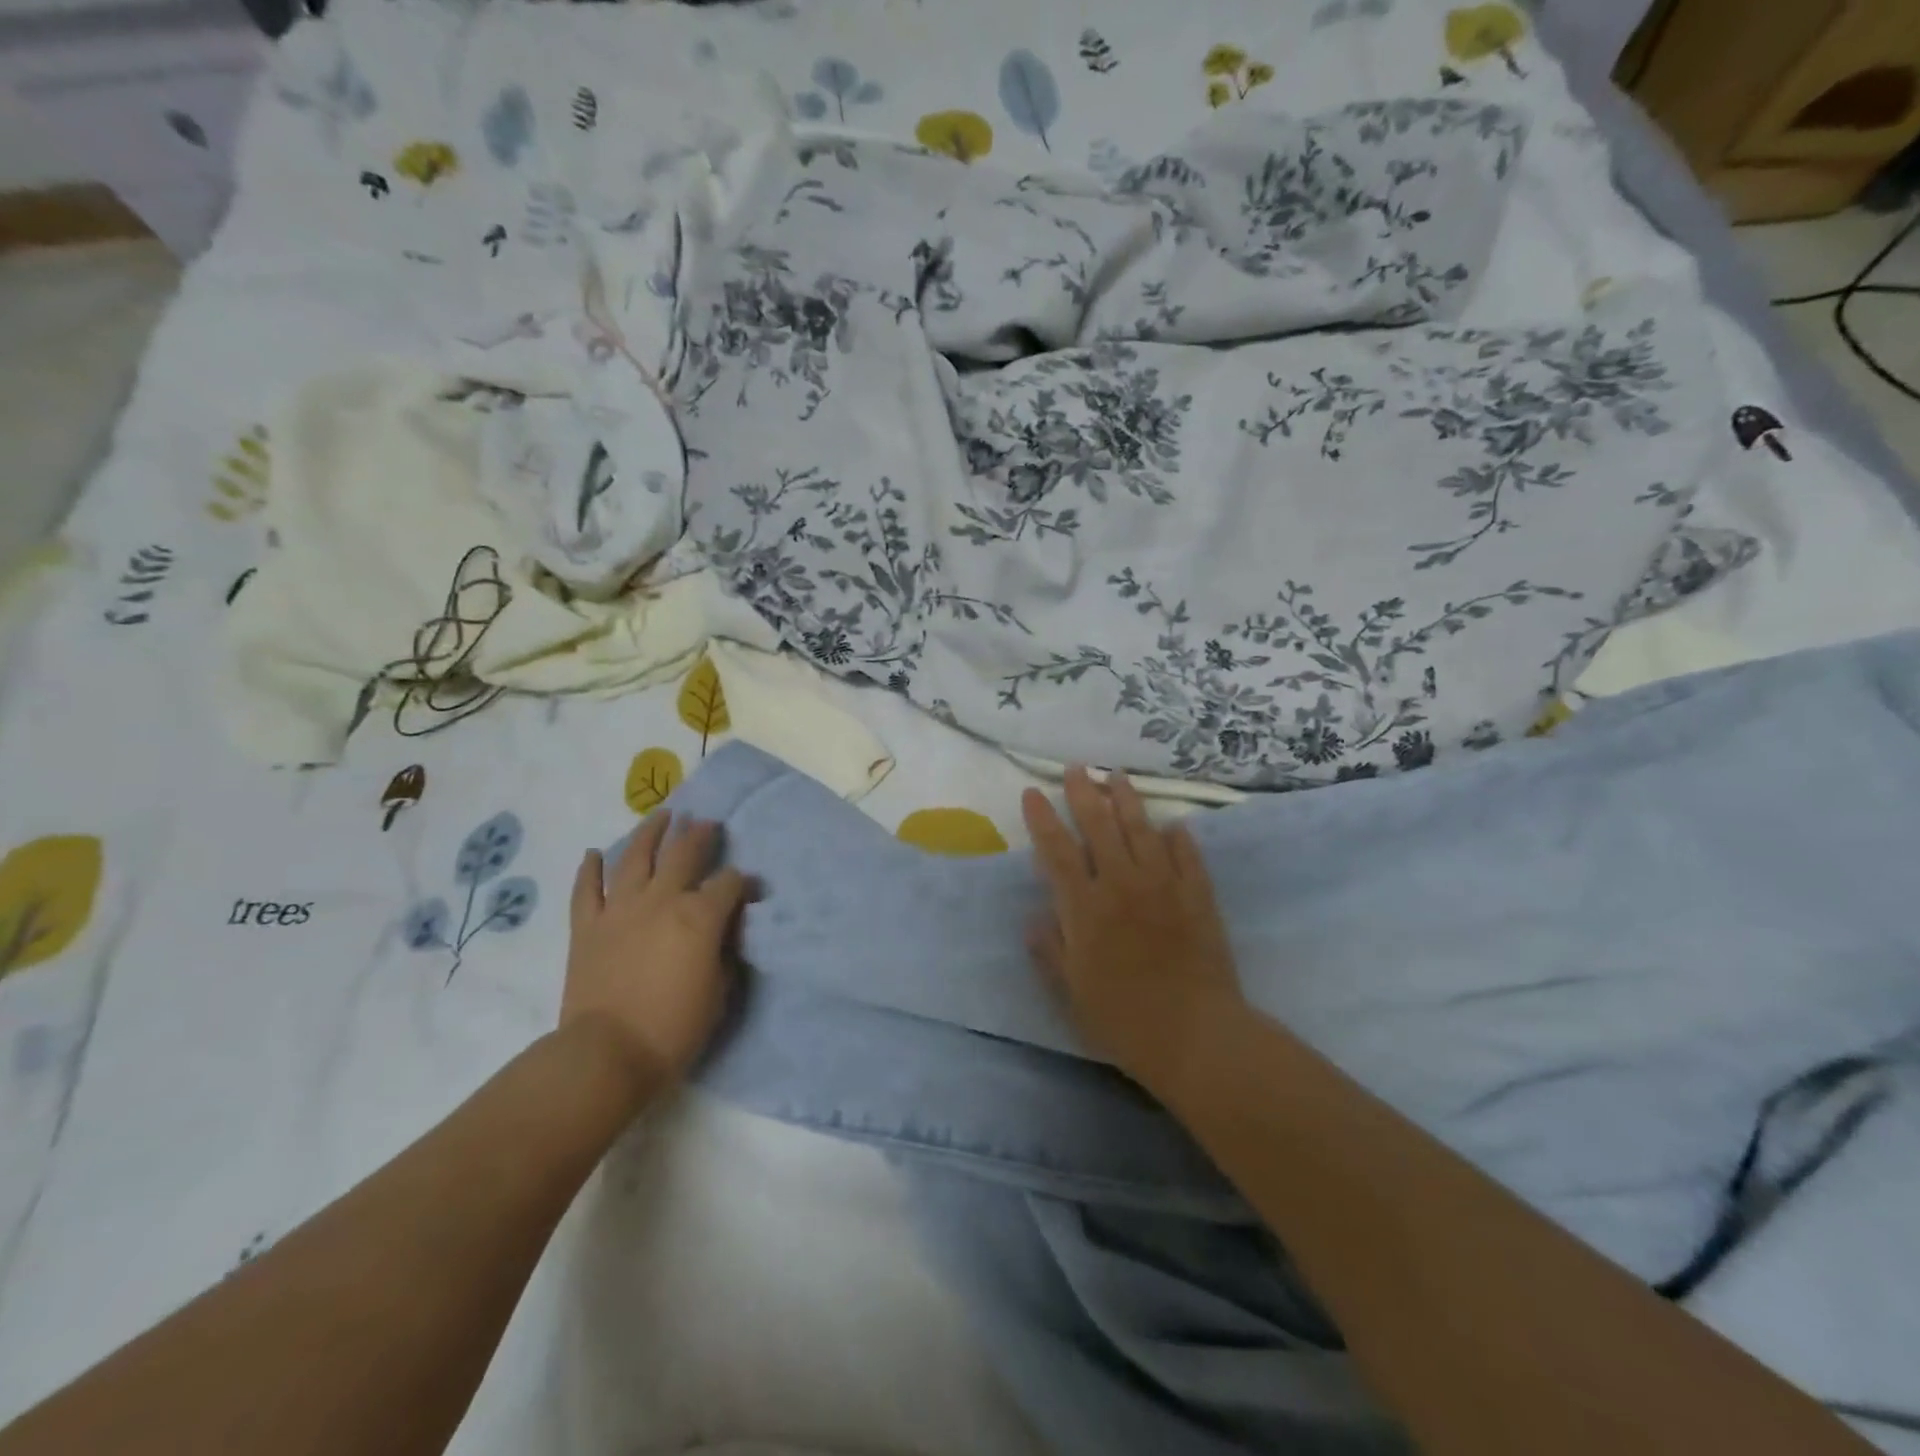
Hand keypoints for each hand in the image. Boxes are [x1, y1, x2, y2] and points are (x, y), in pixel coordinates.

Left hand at [563, 811, 749, 1091]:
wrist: (607, 1053)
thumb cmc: (673, 1027)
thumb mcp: (719, 991)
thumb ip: (723, 952)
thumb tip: (723, 932)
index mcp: (699, 916)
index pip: (729, 883)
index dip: (743, 882)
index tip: (749, 889)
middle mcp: (661, 900)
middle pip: (684, 853)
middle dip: (699, 835)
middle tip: (706, 823)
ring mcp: (619, 909)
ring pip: (634, 857)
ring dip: (650, 833)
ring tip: (661, 815)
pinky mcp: (586, 926)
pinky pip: (586, 889)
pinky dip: (589, 870)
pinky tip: (594, 854)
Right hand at [1022, 766, 1245, 1086]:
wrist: (1196, 1035)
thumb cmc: (1123, 1019)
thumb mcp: (1072, 993)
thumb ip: (1050, 950)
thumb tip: (1034, 915)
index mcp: (1086, 908)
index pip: (1057, 851)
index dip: (1042, 819)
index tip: (1032, 793)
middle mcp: (1122, 885)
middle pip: (1099, 827)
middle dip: (1084, 794)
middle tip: (1077, 768)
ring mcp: (1164, 886)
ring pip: (1142, 830)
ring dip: (1127, 800)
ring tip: (1118, 776)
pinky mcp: (1198, 896)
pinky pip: (1187, 856)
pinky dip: (1178, 837)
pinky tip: (1173, 825)